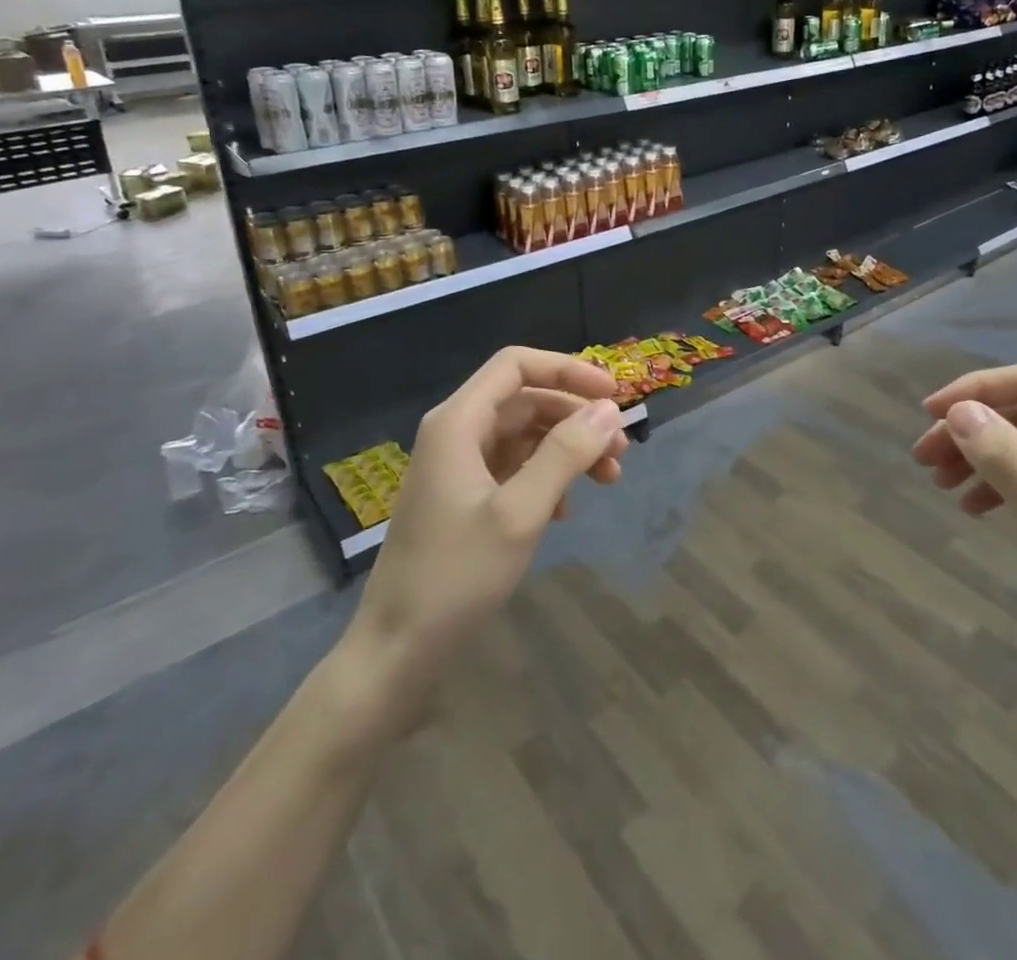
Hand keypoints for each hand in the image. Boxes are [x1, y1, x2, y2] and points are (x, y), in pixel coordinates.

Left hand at [340, 348, 626, 724]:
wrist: (396, 651)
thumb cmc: (456, 575)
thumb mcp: (520, 512)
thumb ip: (565, 455)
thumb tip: (610, 411)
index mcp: (458, 422)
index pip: (517, 365)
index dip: (568, 370)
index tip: (613, 394)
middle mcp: (456, 433)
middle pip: (526, 400)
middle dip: (576, 417)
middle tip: (620, 450)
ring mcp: (457, 466)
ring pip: (524, 435)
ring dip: (568, 449)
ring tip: (608, 480)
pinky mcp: (463, 498)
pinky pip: (514, 468)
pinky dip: (546, 477)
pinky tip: (567, 510)